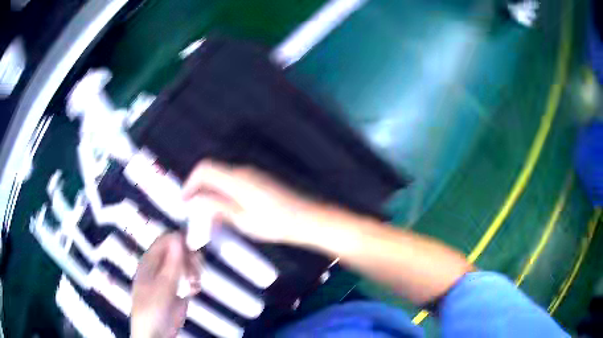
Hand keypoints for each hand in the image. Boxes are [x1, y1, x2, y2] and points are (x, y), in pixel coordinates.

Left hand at [131, 233, 201, 337]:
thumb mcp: (162, 286)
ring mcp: (169, 278)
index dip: (180, 241)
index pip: (166, 240)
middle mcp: (160, 266)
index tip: (194, 250)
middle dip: (190, 258)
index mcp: (150, 261)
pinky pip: (189, 278)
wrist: (156, 333)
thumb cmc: (153, 308)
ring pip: (186, 264)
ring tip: (193, 284)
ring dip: (194, 271)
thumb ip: (171, 263)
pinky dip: (194, 282)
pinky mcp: (178, 289)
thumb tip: (178, 237)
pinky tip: (193, 291)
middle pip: (178, 251)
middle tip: (195, 271)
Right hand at [182, 160, 317, 243]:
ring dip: (211, 194)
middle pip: (212, 172)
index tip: (185, 201)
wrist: (307, 219)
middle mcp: (242, 171)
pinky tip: (226, 213)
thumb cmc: (276, 223)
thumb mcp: (243, 219)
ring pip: (222, 179)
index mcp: (236, 179)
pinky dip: (223, 195)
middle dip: (199, 190)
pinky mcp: (259, 181)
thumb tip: (196, 200)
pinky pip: (233, 183)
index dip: (190, 182)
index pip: (204, 169)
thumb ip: (217, 207)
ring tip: (209, 217)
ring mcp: (252, 175)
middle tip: (195, 212)